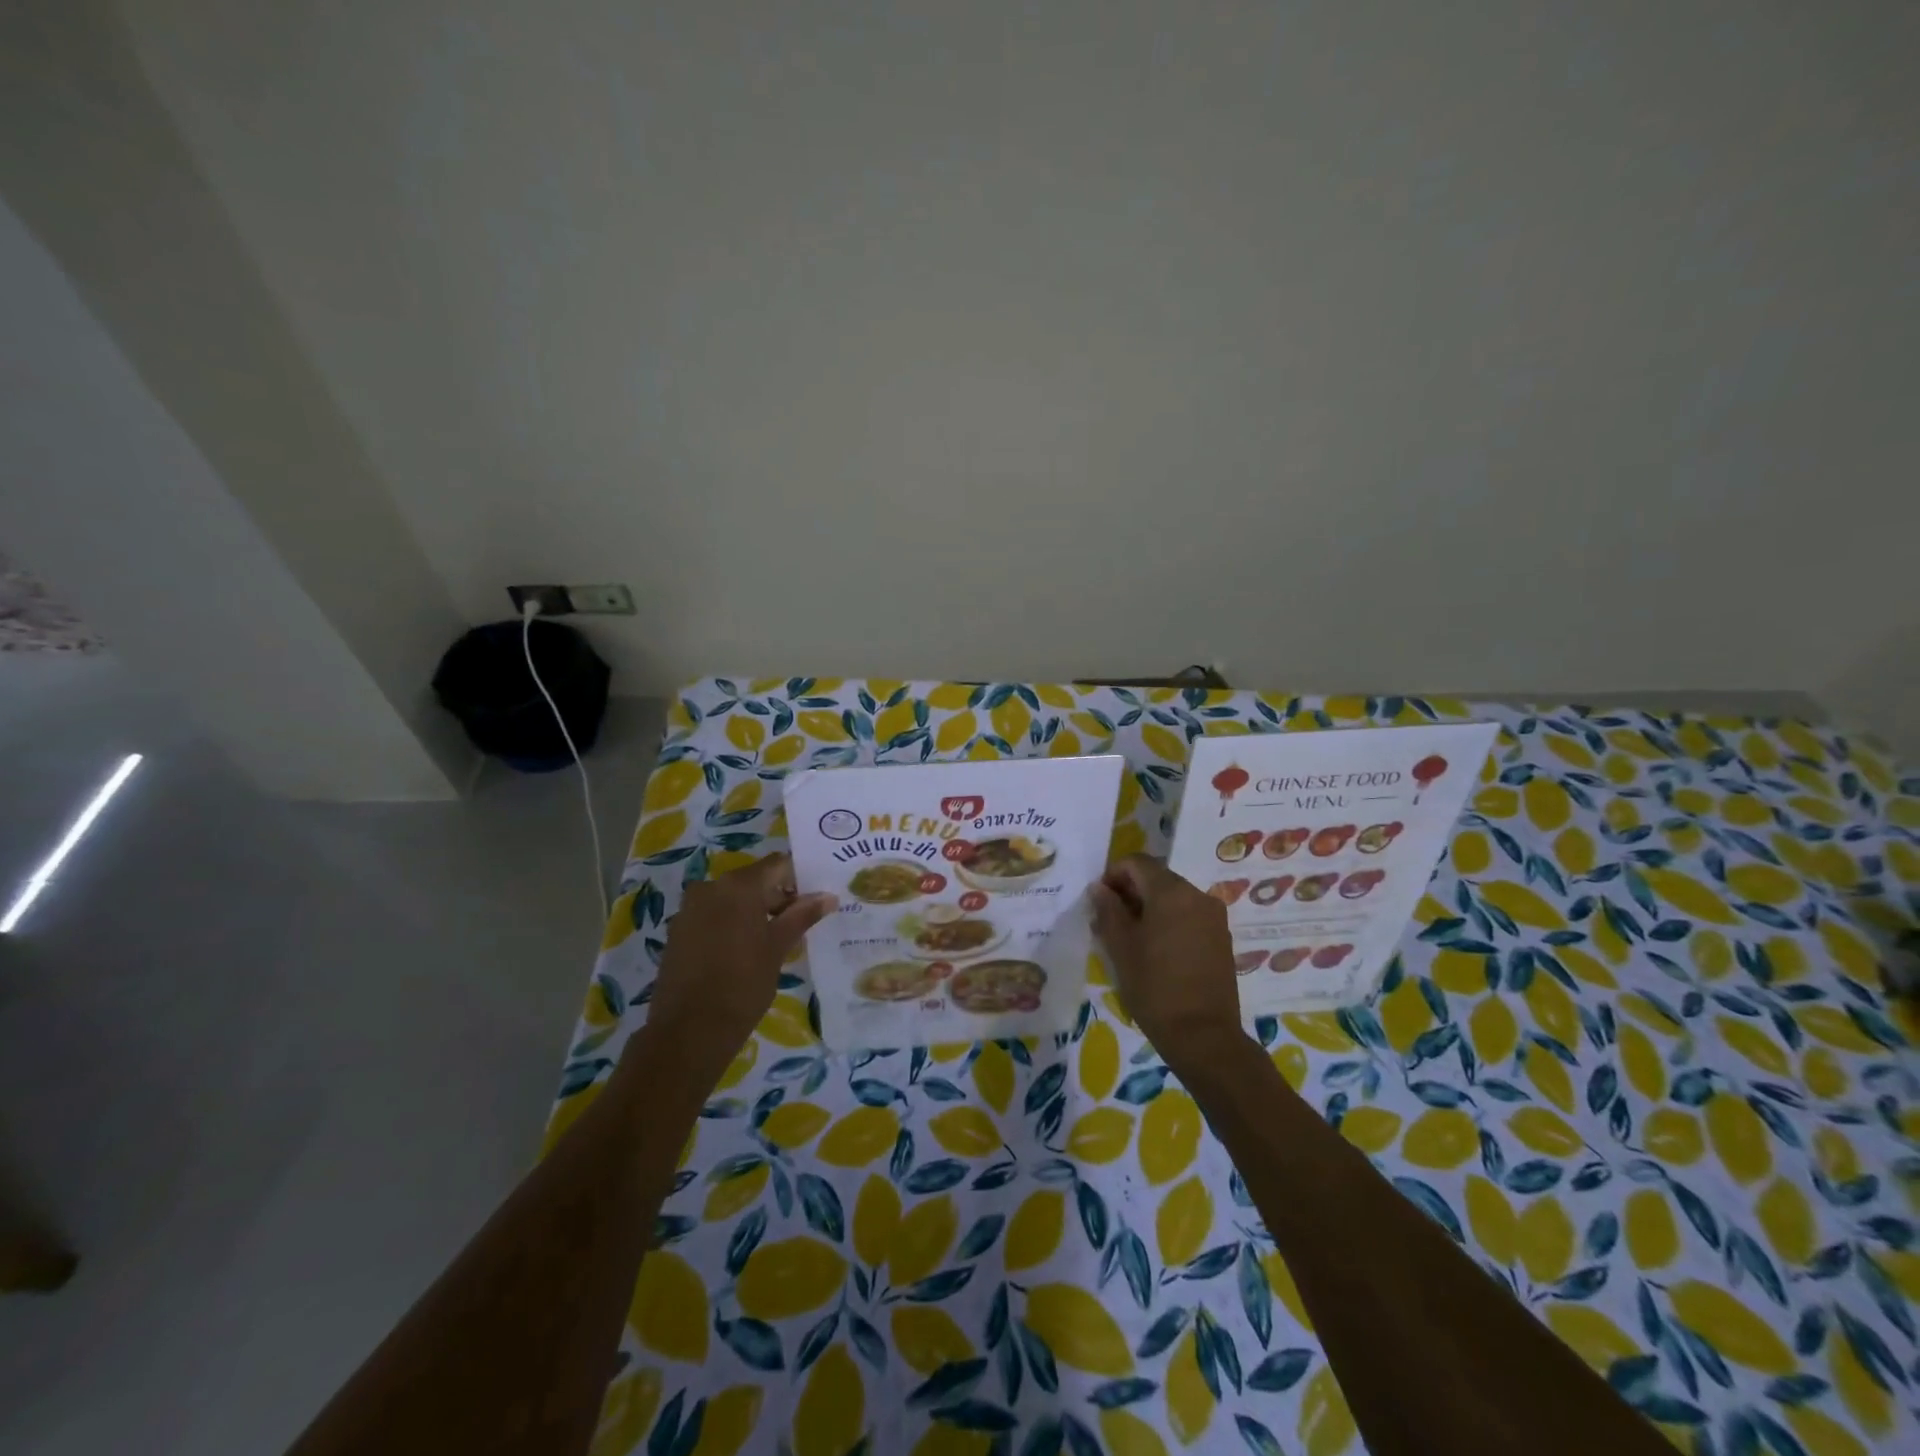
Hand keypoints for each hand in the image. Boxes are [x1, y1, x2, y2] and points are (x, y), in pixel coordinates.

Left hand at [648, 854, 835, 1054]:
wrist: (689, 1030)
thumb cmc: (743, 984)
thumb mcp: (778, 947)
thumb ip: (802, 915)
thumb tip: (828, 896)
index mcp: (739, 885)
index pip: (778, 865)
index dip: (799, 879)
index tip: (814, 900)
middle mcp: (711, 887)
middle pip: (754, 880)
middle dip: (777, 898)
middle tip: (799, 924)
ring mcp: (690, 908)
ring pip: (732, 899)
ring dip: (754, 912)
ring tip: (773, 942)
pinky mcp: (678, 931)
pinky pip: (713, 916)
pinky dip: (731, 924)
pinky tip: (744, 952)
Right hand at [1091, 855, 1245, 1068]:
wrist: (1203, 1036)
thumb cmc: (1154, 987)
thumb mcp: (1120, 947)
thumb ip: (1108, 910)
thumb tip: (1099, 888)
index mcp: (1171, 892)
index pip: (1137, 862)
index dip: (1113, 874)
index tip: (1099, 900)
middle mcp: (1197, 895)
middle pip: (1157, 878)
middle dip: (1131, 891)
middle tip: (1109, 920)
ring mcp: (1214, 917)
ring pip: (1174, 898)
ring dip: (1149, 907)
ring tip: (1130, 938)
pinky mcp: (1222, 938)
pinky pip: (1189, 916)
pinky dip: (1169, 922)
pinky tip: (1155, 950)